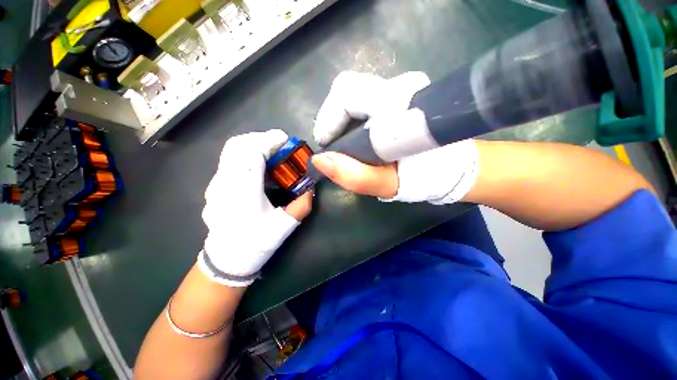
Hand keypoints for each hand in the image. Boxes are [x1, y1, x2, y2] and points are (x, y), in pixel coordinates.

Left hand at [198, 130, 312, 286]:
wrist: (228, 259)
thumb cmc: (257, 242)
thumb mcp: (285, 226)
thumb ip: (302, 205)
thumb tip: (311, 188)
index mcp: (243, 192)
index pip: (251, 153)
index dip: (268, 141)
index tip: (285, 140)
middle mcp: (225, 183)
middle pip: (238, 145)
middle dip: (260, 138)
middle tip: (279, 145)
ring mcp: (216, 184)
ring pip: (231, 151)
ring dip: (252, 144)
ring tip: (270, 152)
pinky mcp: (215, 186)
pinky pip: (230, 160)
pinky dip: (245, 154)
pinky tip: (258, 166)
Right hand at [311, 71, 479, 203]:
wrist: (451, 166)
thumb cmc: (425, 177)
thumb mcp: (389, 184)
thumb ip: (356, 176)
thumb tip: (320, 161)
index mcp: (397, 105)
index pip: (347, 92)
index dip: (329, 118)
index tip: (326, 146)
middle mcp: (398, 88)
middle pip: (347, 90)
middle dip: (333, 120)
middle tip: (334, 147)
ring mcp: (398, 90)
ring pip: (353, 95)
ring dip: (341, 122)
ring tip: (345, 147)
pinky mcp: (396, 98)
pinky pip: (362, 101)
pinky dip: (351, 121)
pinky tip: (355, 140)